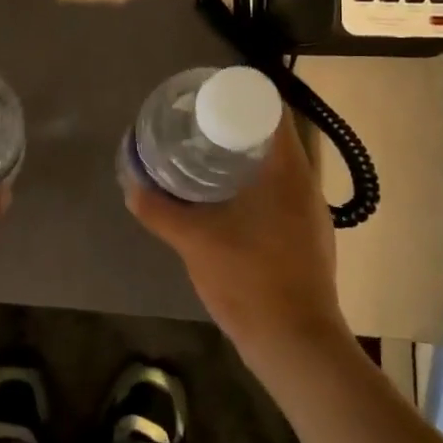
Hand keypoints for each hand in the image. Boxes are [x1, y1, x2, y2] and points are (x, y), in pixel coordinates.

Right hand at [124, 116, 344, 362]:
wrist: (296, 344)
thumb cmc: (249, 280)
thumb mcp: (194, 241)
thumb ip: (159, 210)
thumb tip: (131, 186)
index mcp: (288, 172)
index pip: (271, 112)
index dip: (240, 98)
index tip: (206, 100)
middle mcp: (306, 185)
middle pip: (273, 138)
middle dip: (235, 128)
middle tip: (196, 127)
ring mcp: (311, 214)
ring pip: (277, 169)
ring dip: (244, 159)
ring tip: (204, 159)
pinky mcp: (308, 238)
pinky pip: (280, 195)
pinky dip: (254, 187)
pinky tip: (226, 203)